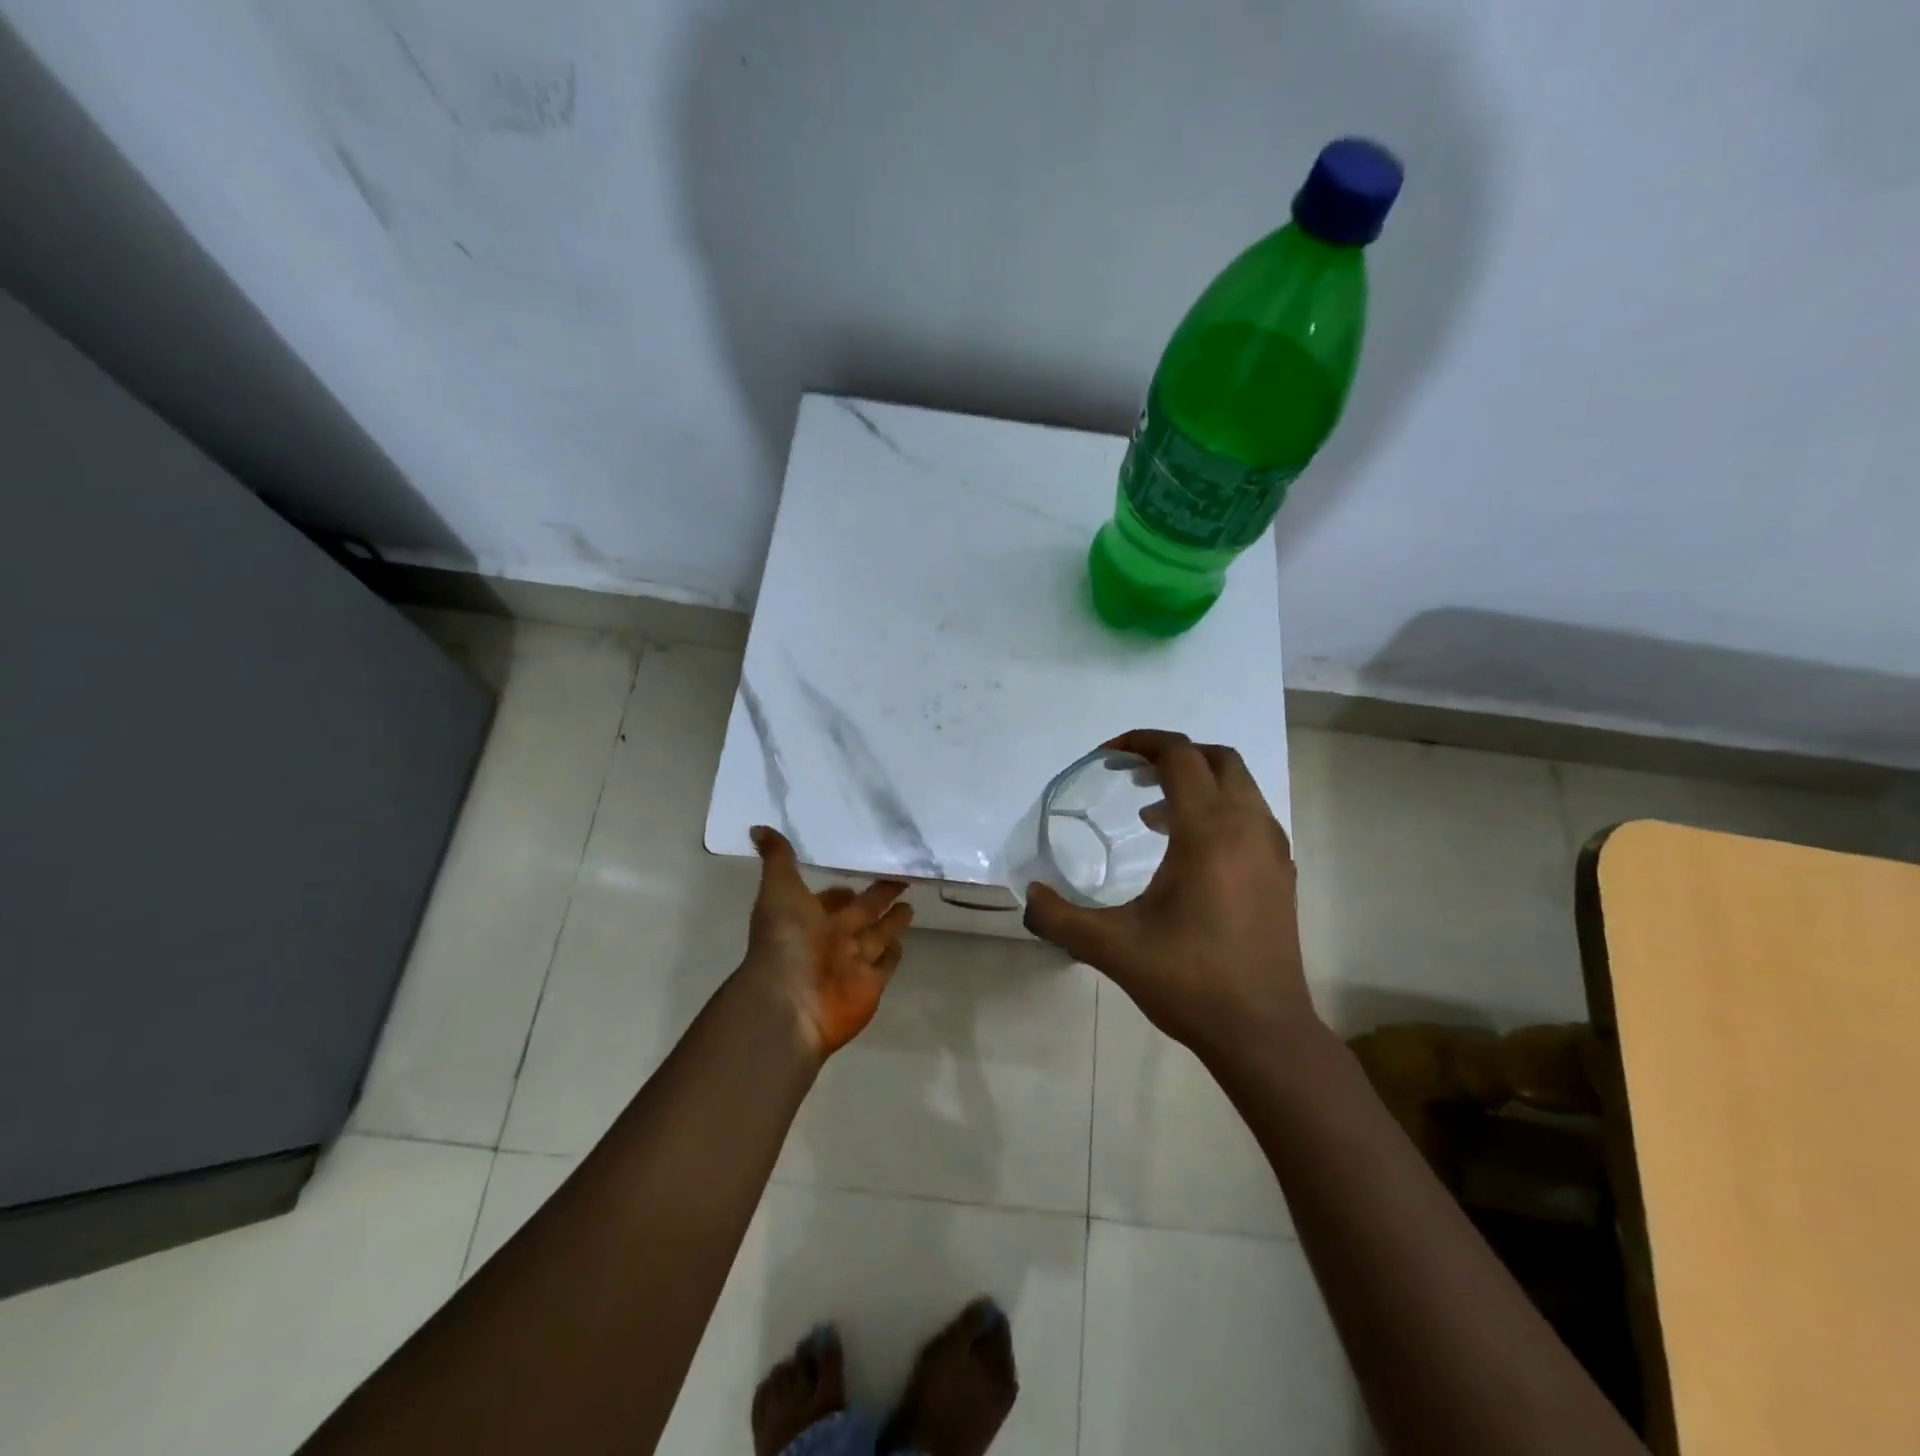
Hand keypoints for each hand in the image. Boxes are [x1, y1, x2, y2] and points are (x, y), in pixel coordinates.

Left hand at [740, 826, 913, 1059]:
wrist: (791, 1000)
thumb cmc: (785, 940)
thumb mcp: (780, 890)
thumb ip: (778, 859)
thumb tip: (757, 827)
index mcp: (810, 916)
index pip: (831, 898)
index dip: (842, 888)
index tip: (861, 871)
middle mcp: (832, 937)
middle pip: (862, 912)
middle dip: (879, 896)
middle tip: (901, 876)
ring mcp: (853, 961)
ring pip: (877, 935)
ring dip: (892, 922)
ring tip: (911, 905)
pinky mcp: (872, 983)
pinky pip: (885, 964)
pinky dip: (894, 954)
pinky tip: (903, 941)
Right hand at [1023, 731, 1316, 1060]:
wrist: (1263, 1032)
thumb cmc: (1189, 982)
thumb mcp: (1112, 948)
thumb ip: (1060, 916)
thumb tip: (1028, 893)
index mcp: (1209, 831)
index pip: (1179, 756)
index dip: (1141, 743)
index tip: (1107, 757)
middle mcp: (1248, 827)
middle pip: (1216, 758)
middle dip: (1172, 755)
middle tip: (1130, 776)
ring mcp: (1272, 850)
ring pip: (1239, 786)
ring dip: (1196, 782)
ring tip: (1150, 814)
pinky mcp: (1282, 873)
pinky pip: (1250, 816)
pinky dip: (1218, 810)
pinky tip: (1186, 851)